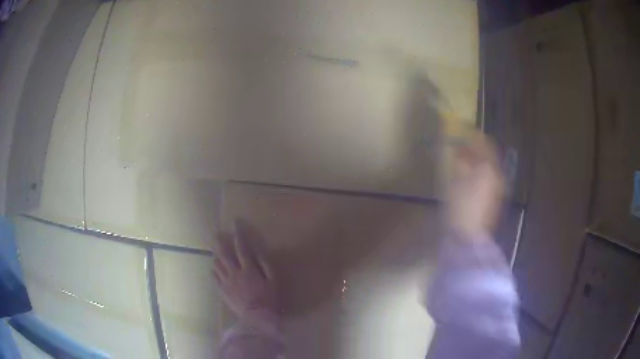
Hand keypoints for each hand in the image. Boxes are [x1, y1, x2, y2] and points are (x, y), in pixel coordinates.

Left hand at [213, 220, 278, 328]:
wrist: (256, 318)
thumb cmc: (268, 299)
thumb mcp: (273, 280)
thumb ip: (266, 264)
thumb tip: (258, 251)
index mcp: (248, 268)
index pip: (242, 247)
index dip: (238, 234)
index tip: (235, 222)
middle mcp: (234, 272)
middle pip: (224, 253)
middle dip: (219, 241)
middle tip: (215, 233)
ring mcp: (226, 282)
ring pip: (217, 264)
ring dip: (216, 255)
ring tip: (215, 251)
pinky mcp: (222, 291)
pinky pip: (214, 278)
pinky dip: (214, 271)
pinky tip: (214, 269)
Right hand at [447, 134, 503, 239]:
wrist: (469, 236)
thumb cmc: (461, 206)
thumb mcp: (456, 180)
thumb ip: (459, 161)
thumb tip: (458, 148)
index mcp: (488, 168)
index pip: (485, 144)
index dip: (474, 136)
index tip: (463, 131)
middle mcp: (496, 175)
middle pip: (487, 155)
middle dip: (474, 149)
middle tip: (460, 146)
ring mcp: (497, 187)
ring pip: (487, 166)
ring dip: (476, 160)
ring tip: (462, 160)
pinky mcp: (493, 198)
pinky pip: (487, 177)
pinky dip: (478, 172)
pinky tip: (467, 177)